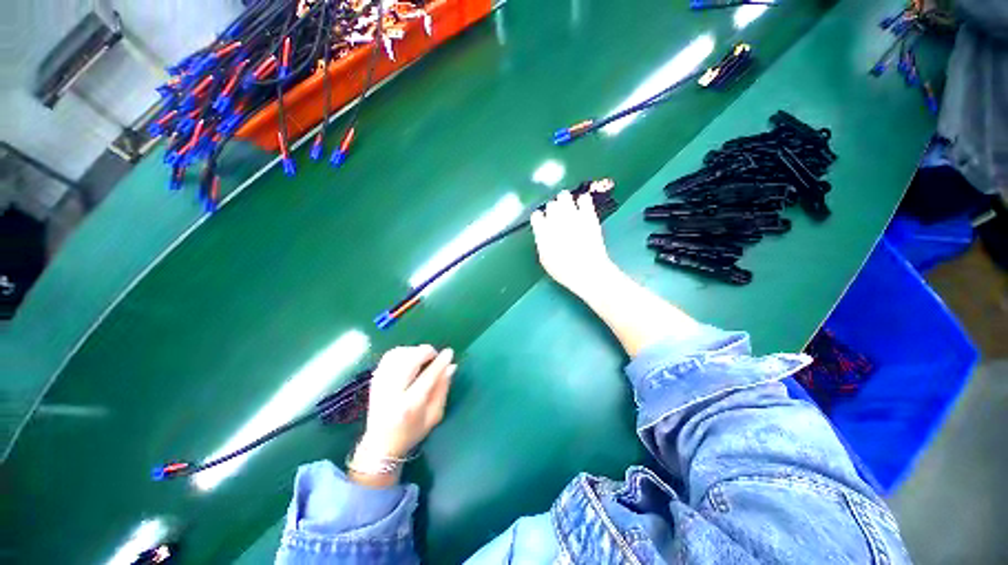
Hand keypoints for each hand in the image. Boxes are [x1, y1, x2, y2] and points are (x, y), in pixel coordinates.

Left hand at [358, 345, 455, 460]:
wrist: (380, 445)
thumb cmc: (411, 432)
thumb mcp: (434, 416)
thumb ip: (443, 389)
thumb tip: (451, 366)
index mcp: (410, 405)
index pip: (428, 376)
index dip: (440, 362)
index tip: (449, 352)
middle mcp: (393, 393)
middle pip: (410, 361)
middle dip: (426, 352)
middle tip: (435, 356)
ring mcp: (380, 385)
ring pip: (398, 355)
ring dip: (414, 351)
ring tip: (422, 357)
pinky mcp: (374, 380)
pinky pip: (388, 357)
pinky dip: (402, 352)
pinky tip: (410, 358)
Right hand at [530, 190, 616, 295]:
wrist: (588, 271)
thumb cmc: (564, 270)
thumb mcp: (545, 260)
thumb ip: (542, 242)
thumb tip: (542, 234)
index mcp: (543, 231)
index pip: (536, 216)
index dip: (540, 220)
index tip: (543, 224)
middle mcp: (556, 220)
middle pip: (551, 205)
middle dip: (553, 210)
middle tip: (558, 217)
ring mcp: (573, 216)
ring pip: (564, 196)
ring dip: (565, 201)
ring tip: (568, 209)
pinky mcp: (588, 215)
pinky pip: (584, 198)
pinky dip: (582, 201)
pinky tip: (583, 207)